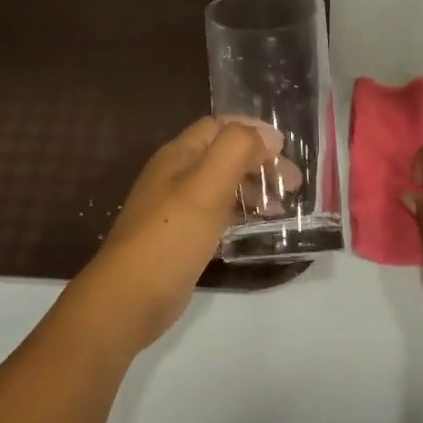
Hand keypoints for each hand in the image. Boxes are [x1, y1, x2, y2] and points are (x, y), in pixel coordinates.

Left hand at [68, 118, 280, 353]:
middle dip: (260, 162)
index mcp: (178, 155)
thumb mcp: (207, 184)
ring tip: (282, 206)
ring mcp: (177, 208)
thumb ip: (237, 149)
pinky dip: (241, 214)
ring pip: (223, 185)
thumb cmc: (171, 235)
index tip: (285, 149)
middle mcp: (176, 175)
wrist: (131, 296)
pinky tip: (259, 228)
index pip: (219, 125)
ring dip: (254, 188)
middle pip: (224, 155)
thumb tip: (268, 136)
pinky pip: (217, 214)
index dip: (253, 130)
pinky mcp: (182, 237)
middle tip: (292, 184)